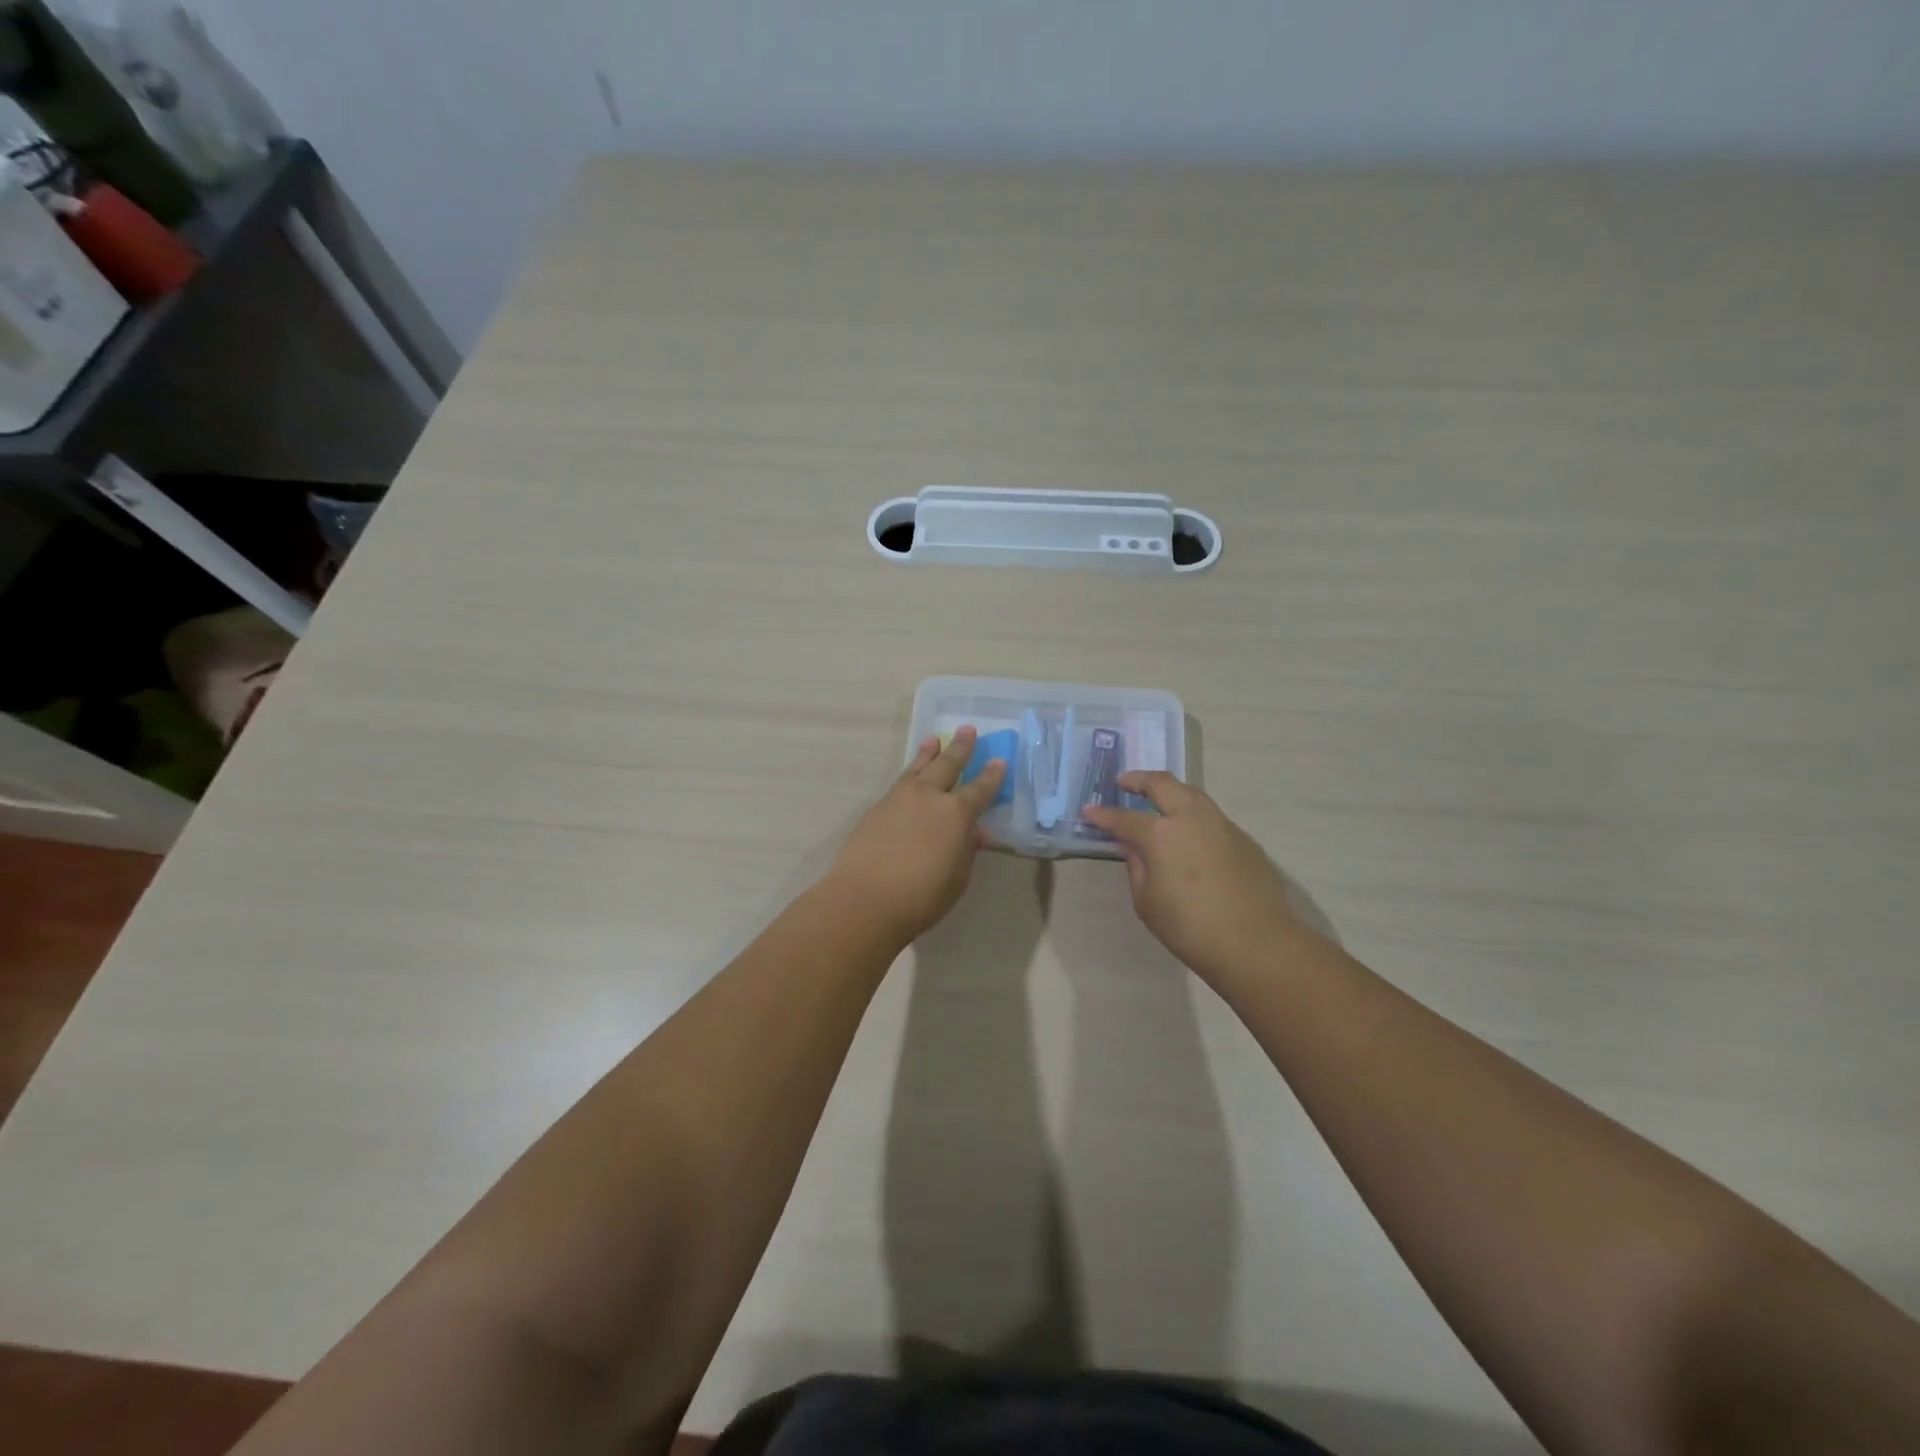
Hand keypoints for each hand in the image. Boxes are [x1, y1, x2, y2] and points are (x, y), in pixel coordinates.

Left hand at [824, 726, 1006, 944]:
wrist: (865, 899)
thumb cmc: (922, 896)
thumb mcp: (957, 877)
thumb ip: (966, 850)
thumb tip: (974, 833)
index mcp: (956, 813)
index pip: (980, 789)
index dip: (991, 776)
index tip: (999, 761)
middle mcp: (929, 797)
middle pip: (948, 765)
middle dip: (960, 748)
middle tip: (968, 730)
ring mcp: (899, 799)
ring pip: (918, 768)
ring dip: (928, 753)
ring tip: (934, 739)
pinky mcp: (877, 808)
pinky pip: (900, 782)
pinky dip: (910, 772)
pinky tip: (911, 776)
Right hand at [1082, 772, 1301, 987]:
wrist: (1257, 943)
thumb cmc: (1190, 928)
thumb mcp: (1147, 902)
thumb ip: (1136, 866)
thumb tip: (1130, 845)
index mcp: (1161, 834)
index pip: (1124, 818)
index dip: (1104, 814)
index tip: (1089, 810)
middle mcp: (1191, 818)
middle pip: (1163, 784)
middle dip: (1139, 780)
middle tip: (1124, 782)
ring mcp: (1221, 824)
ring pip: (1192, 793)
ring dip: (1170, 791)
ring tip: (1157, 799)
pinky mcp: (1243, 838)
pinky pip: (1211, 815)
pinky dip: (1192, 814)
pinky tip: (1189, 832)